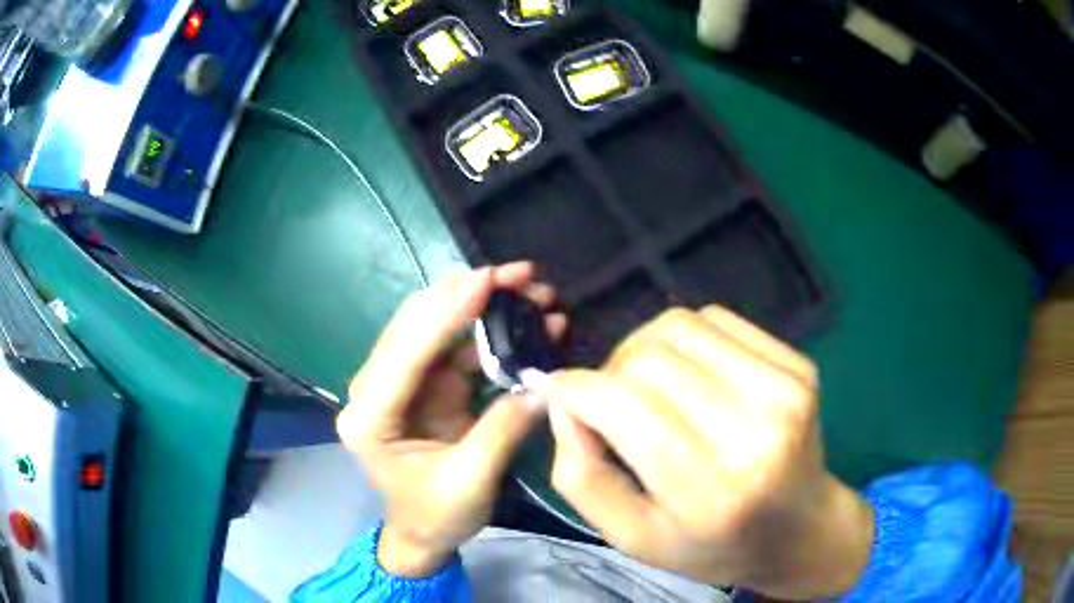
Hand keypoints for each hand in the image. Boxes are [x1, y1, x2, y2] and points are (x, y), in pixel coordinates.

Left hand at [338, 263, 563, 577]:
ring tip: (535, 292)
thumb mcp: (470, 483)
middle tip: (522, 275)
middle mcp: (376, 388)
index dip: (446, 312)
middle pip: (417, 324)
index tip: (488, 279)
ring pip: (440, 327)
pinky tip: (528, 323)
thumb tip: (544, 385)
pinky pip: (459, 346)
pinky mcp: (427, 385)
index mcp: (370, 416)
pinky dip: (492, 331)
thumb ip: (502, 431)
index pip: (405, 352)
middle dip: (468, 294)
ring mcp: (403, 383)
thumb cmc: (436, 516)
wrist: (424, 534)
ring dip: (485, 307)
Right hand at [546, 307, 873, 598]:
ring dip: (644, 349)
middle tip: (612, 405)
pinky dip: (686, 339)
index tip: (566, 400)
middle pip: (648, 357)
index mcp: (708, 490)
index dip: (577, 391)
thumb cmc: (713, 546)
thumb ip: (582, 475)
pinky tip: (691, 374)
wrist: (801, 530)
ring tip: (650, 386)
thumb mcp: (632, 537)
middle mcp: (754, 431)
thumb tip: (564, 398)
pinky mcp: (798, 365)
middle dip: (609, 373)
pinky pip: (717, 319)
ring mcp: (785, 389)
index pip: (622, 402)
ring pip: (679, 326)